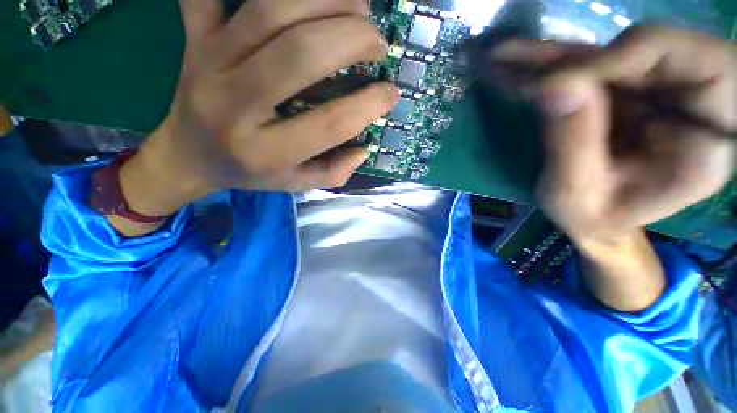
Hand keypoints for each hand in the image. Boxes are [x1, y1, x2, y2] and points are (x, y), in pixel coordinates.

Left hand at [119, 0, 398, 219]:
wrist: (187, 155)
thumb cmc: (248, 173)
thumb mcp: (295, 184)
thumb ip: (333, 173)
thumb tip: (363, 150)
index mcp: (267, 151)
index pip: (330, 123)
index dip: (369, 105)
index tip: (391, 94)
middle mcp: (236, 104)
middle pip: (302, 53)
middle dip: (353, 39)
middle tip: (377, 43)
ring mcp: (209, 61)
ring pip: (271, 9)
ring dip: (326, 0)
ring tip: (357, 8)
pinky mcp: (195, 37)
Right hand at [491, 27, 734, 310]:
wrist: (596, 224)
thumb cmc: (591, 221)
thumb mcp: (575, 196)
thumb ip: (571, 142)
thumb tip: (553, 83)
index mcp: (705, 141)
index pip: (681, 60)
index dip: (616, 59)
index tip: (552, 83)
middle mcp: (689, 104)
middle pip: (635, 50)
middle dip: (566, 56)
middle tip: (506, 55)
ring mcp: (656, 93)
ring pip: (603, 56)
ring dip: (547, 59)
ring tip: (499, 57)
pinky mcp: (627, 94)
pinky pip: (587, 70)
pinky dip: (547, 69)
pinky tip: (513, 67)